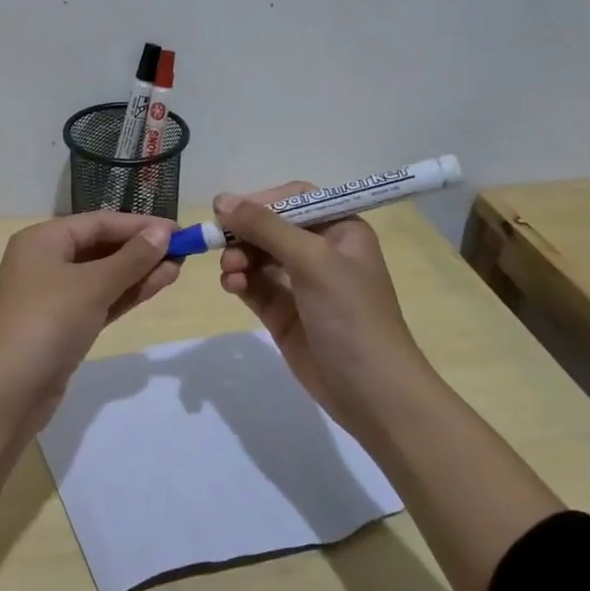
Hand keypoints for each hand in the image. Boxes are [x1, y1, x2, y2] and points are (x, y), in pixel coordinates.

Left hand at [0, 211, 177, 527]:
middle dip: (140, 249)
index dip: (139, 225)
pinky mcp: (62, 324)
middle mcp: (45, 261)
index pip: (99, 223)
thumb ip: (131, 259)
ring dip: (138, 272)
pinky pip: (99, 300)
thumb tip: (162, 233)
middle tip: (183, 252)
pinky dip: (125, 294)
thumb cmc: (48, 322)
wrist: (9, 390)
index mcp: (42, 239)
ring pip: (103, 275)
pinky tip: (157, 286)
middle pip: (100, 246)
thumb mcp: (92, 285)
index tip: (179, 231)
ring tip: (177, 269)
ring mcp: (52, 295)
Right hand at [215, 184, 424, 439]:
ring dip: (238, 257)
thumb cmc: (351, 315)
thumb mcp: (312, 260)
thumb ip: (266, 227)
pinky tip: (232, 285)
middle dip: (244, 233)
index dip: (260, 201)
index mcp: (340, 230)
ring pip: (256, 255)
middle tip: (219, 242)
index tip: (227, 211)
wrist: (370, 391)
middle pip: (270, 227)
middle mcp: (320, 251)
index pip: (294, 199)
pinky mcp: (282, 312)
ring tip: (231, 271)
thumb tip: (221, 200)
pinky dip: (238, 280)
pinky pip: (253, 284)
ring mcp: (300, 284)